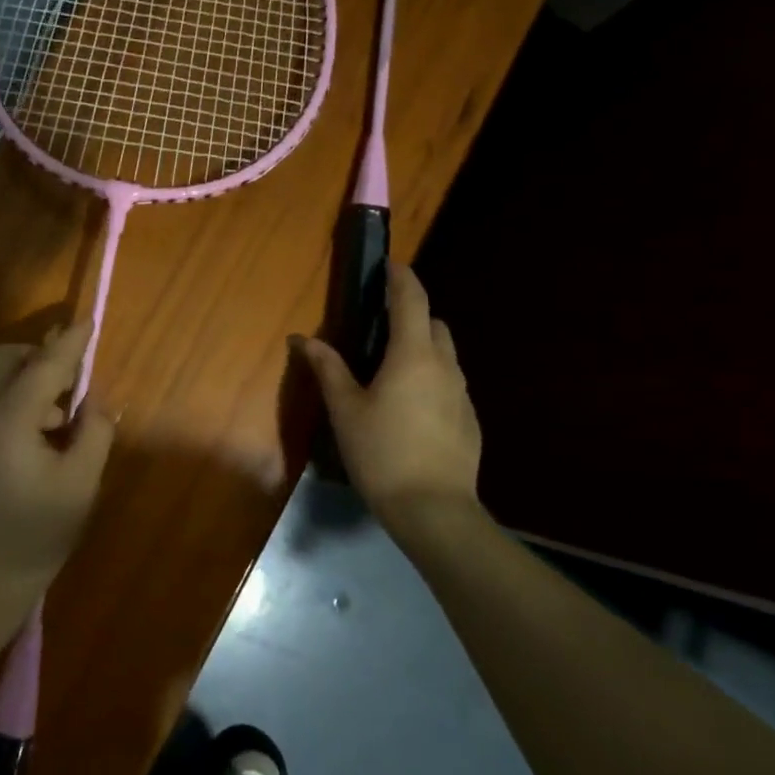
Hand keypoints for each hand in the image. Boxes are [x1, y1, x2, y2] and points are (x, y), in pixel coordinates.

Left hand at [0, 323, 115, 642]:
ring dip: (29, 379)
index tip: (89, 321)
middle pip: (5, 359)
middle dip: (40, 356)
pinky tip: (41, 435)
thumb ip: (94, 432)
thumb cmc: (35, 535)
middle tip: (75, 381)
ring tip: (64, 418)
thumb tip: (98, 399)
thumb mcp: (80, 484)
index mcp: (8, 419)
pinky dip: (16, 399)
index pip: (44, 365)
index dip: (71, 343)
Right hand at [298, 265, 482, 528]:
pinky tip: (410, 410)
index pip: (412, 300)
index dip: (401, 277)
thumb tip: (304, 339)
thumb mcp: (345, 410)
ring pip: (445, 355)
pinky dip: (432, 380)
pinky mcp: (470, 420)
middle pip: (434, 324)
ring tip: (392, 372)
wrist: (433, 509)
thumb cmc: (381, 453)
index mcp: (413, 355)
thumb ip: (328, 369)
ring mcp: (463, 394)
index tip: (389, 265)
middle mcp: (445, 366)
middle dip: (412, 316)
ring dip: (423, 349)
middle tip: (381, 329)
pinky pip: (450, 384)